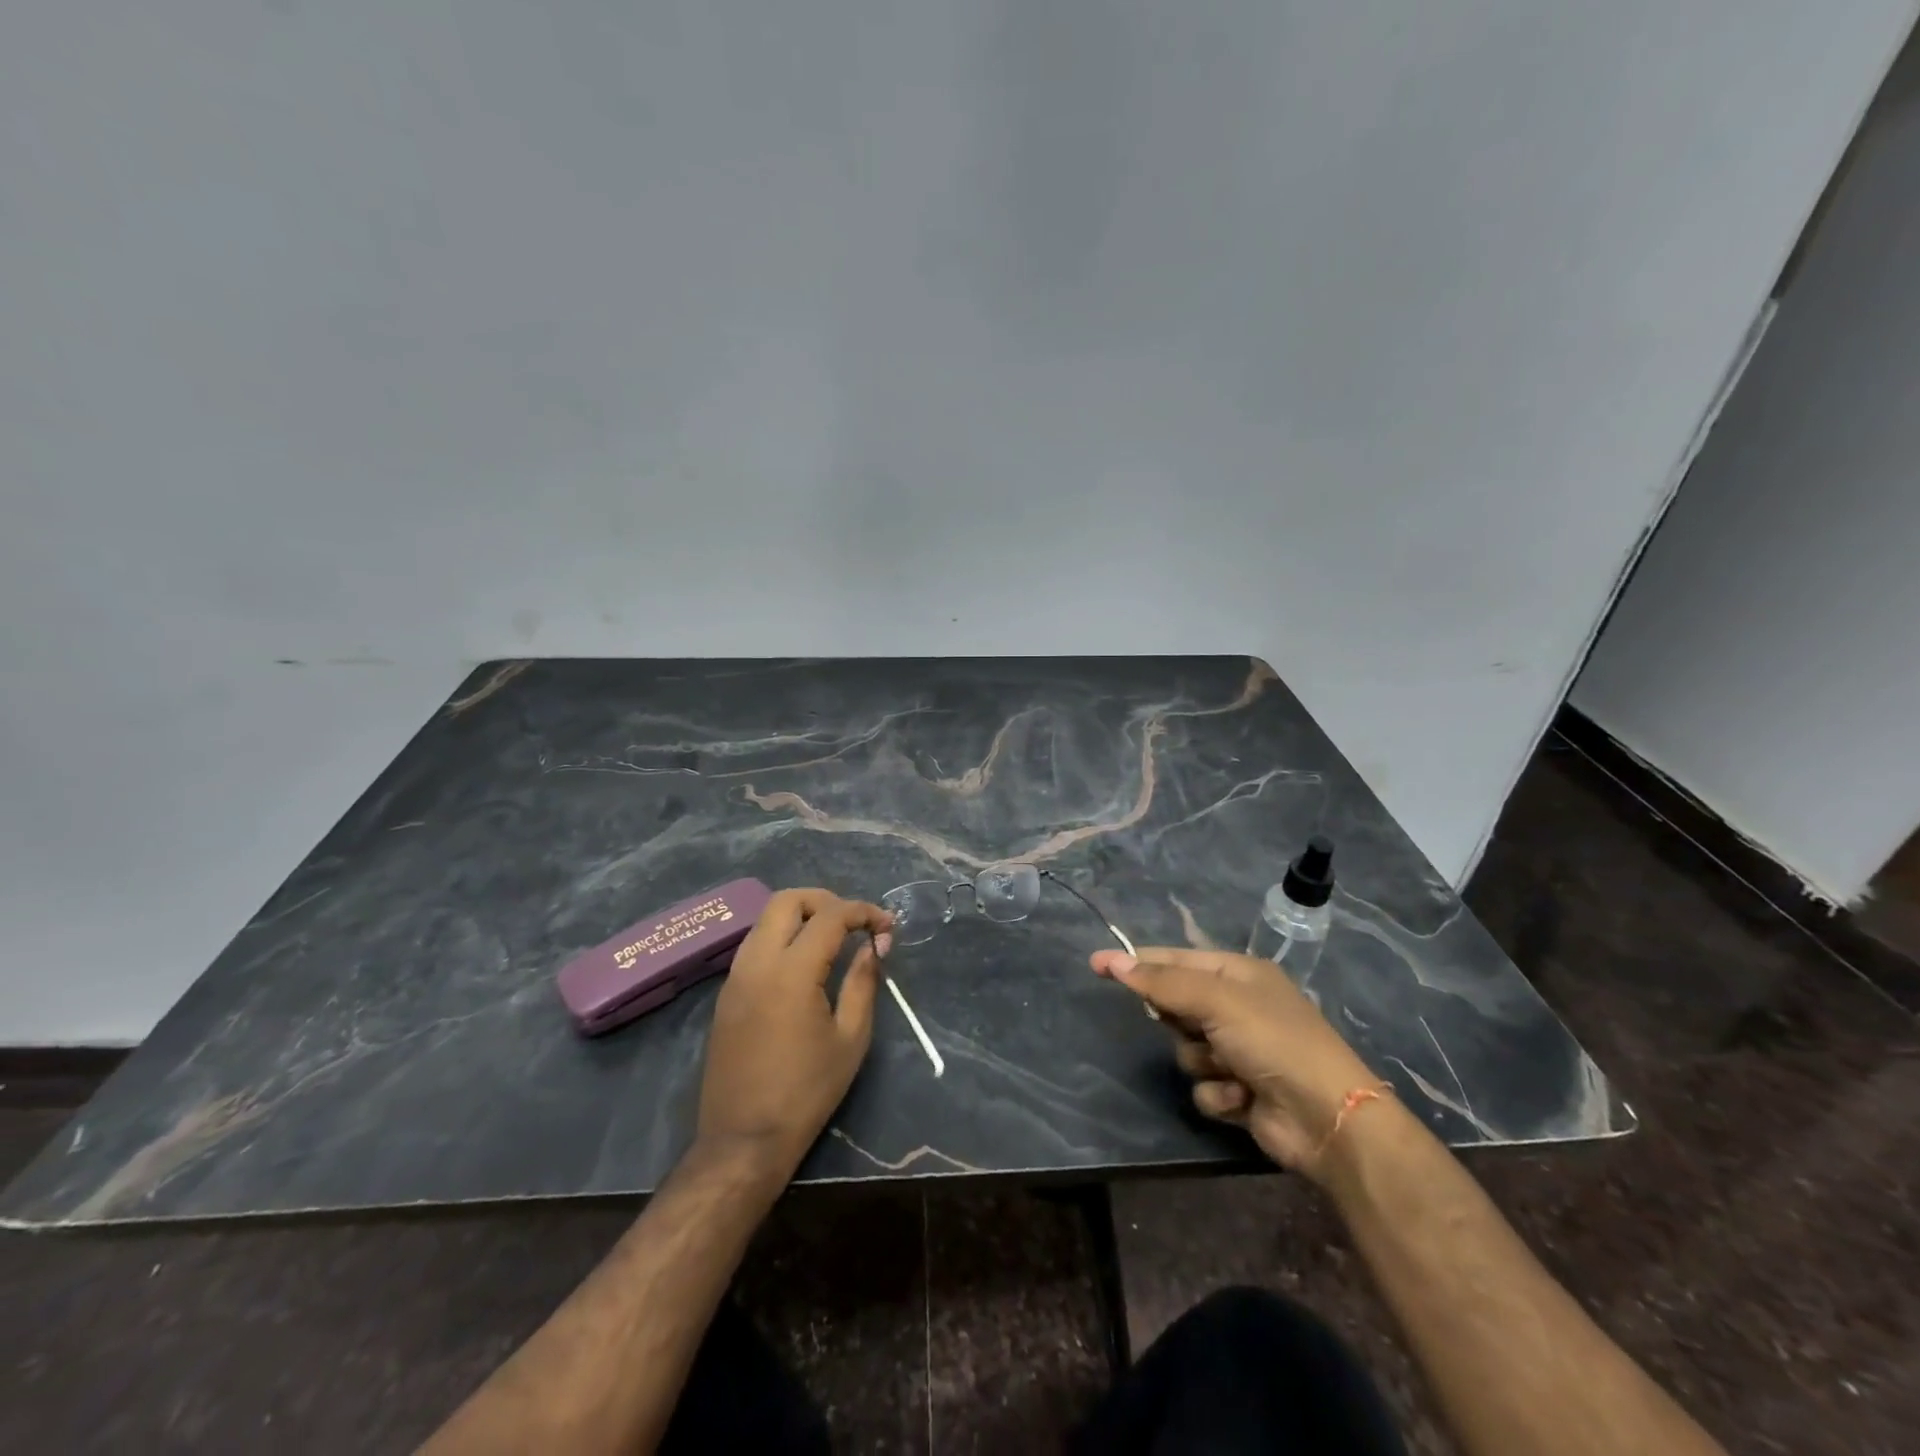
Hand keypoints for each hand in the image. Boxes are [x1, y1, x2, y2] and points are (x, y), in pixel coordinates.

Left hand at [697, 888, 891, 1181]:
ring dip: (801, 917)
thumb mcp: (850, 1039)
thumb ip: (863, 983)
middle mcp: (757, 963)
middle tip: (854, 923)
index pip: (830, 916)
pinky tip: (805, 964)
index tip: (887, 926)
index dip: (863, 912)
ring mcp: (736, 977)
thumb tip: (874, 947)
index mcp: (791, 972)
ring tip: (833, 940)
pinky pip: (755, 945)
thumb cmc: (806, 1092)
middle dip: (826, 901)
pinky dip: (782, 938)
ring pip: (766, 919)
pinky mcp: (726, 994)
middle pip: (787, 900)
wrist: (743, 1141)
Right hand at [1091, 946, 1378, 1182]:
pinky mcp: (1240, 1091)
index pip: (1175, 960)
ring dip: (1202, 1062)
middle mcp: (1239, 1008)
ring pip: (1185, 1049)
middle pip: (1177, 1005)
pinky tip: (1242, 1100)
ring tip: (1230, 1069)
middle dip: (1180, 1021)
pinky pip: (1202, 1085)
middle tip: (1194, 1027)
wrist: (1328, 1120)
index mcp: (1239, 974)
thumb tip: (1111, 960)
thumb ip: (1161, 983)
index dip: (1137, 961)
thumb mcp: (1216, 1001)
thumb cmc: (1273, 1042)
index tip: (1097, 964)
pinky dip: (1218, 1093)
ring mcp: (1240, 1051)